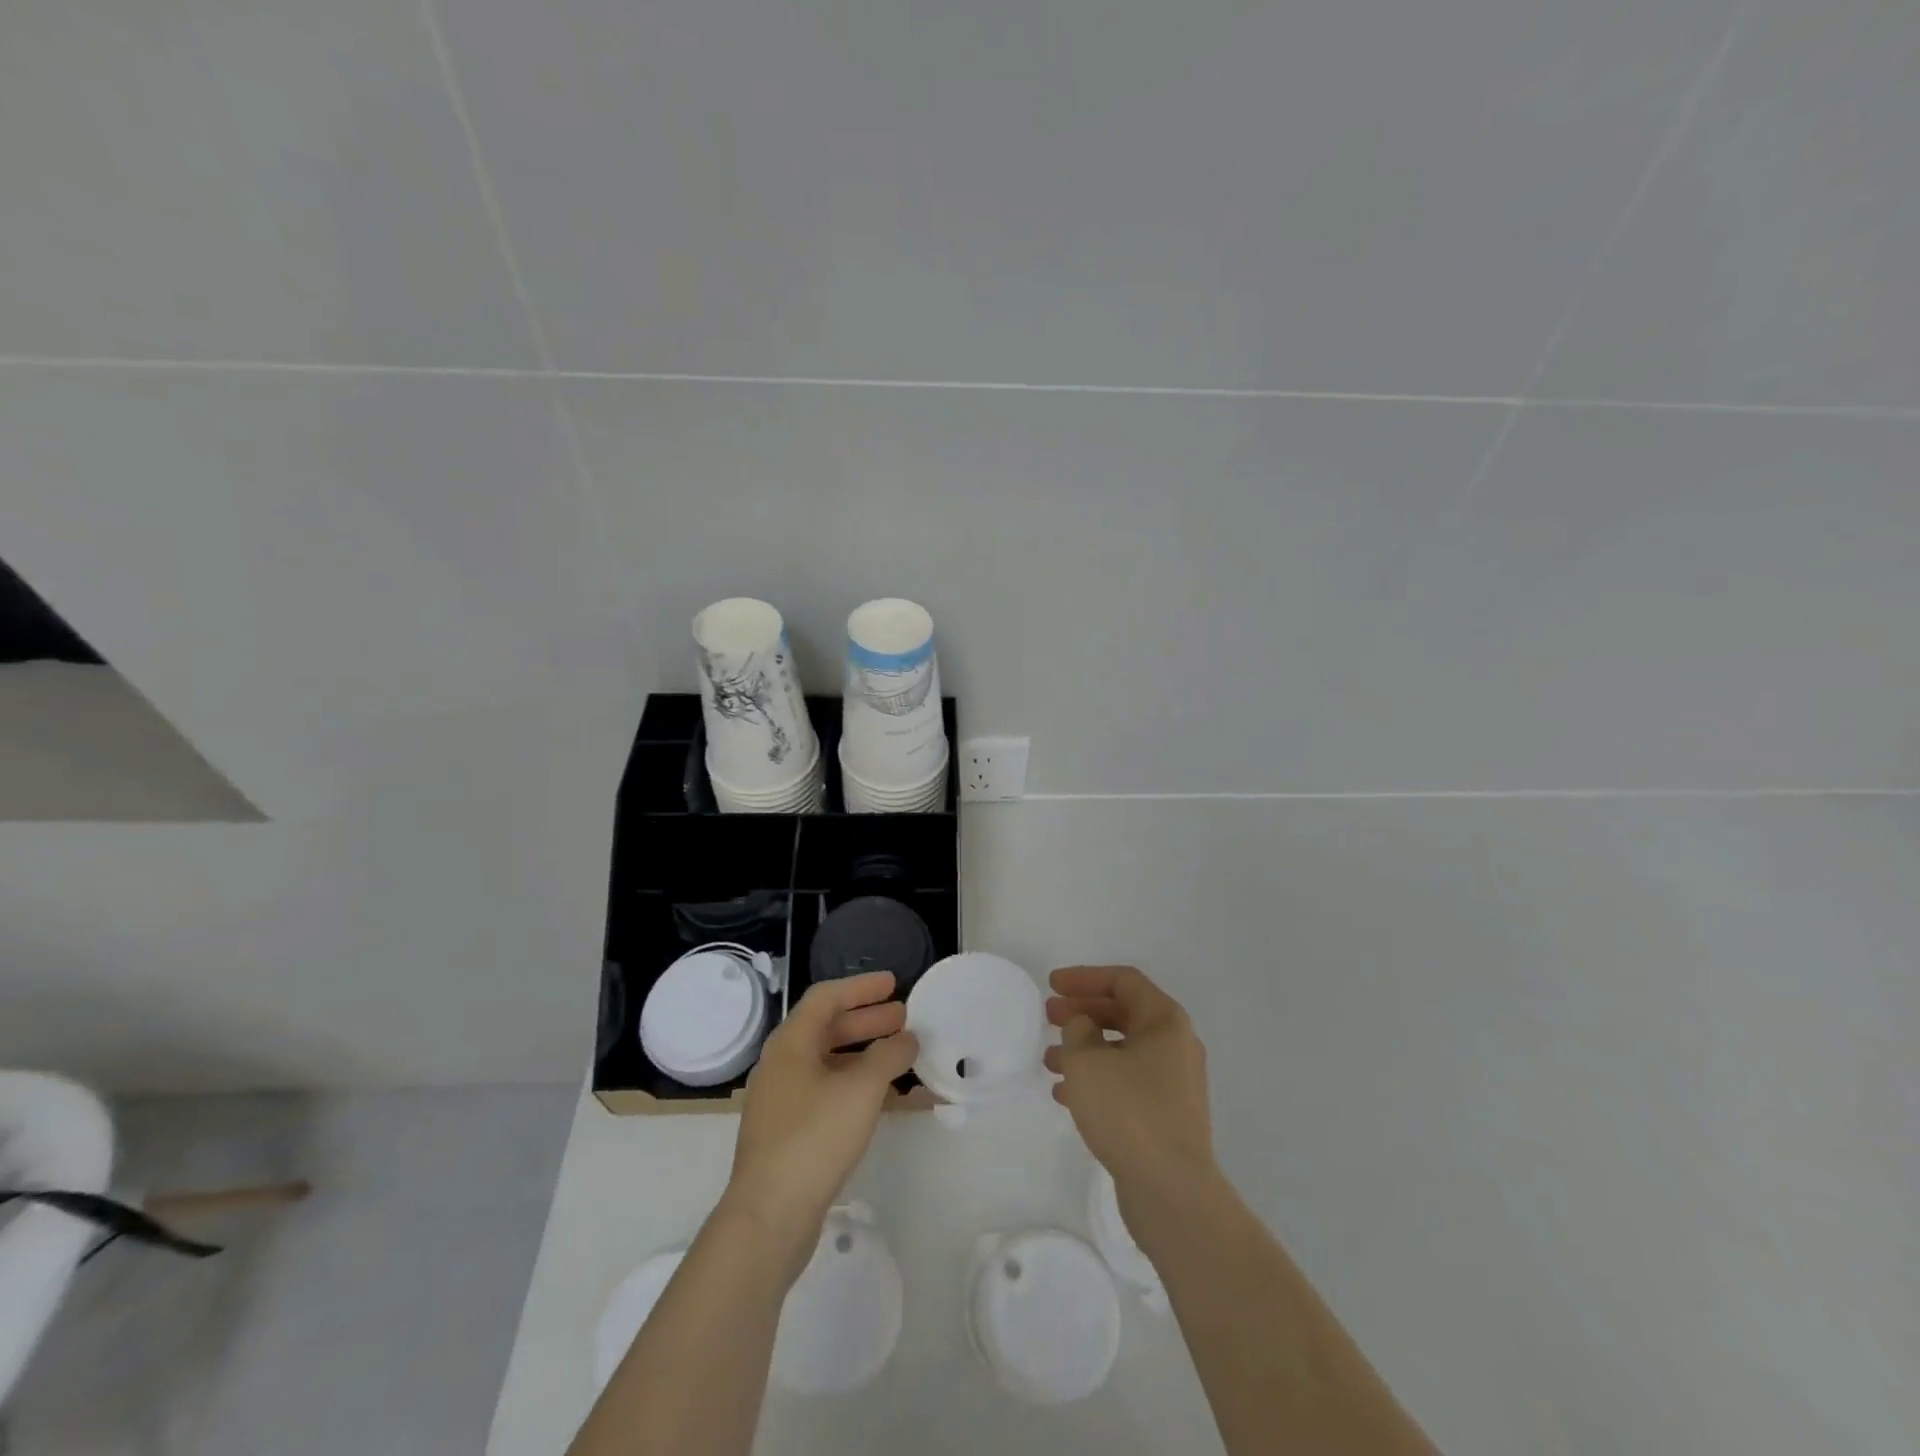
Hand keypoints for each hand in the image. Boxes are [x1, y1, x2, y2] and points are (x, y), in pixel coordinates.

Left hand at [722, 972, 917, 1268]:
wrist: (769, 1218)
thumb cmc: (814, 1139)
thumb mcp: (861, 1090)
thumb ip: (888, 1057)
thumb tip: (906, 1039)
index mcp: (790, 1044)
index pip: (826, 997)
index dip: (861, 987)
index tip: (893, 983)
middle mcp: (782, 1065)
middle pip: (828, 1029)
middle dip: (867, 1021)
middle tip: (904, 1018)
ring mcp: (783, 1101)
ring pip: (830, 1063)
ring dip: (866, 1055)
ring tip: (902, 1055)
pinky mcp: (789, 1133)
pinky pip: (828, 1094)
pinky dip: (857, 1087)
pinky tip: (886, 1099)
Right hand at [1046, 965, 1216, 1212]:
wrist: (1172, 1191)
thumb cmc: (1128, 1112)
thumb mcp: (1088, 1061)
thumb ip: (1077, 1031)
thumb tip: (1084, 1027)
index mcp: (1165, 1021)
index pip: (1123, 981)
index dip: (1085, 977)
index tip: (1052, 984)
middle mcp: (1175, 1045)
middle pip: (1123, 1014)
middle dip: (1083, 1012)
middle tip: (1048, 1015)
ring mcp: (1173, 1083)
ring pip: (1122, 1051)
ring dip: (1085, 1049)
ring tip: (1049, 1058)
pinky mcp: (1166, 1116)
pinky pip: (1126, 1083)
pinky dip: (1097, 1079)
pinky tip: (1064, 1093)